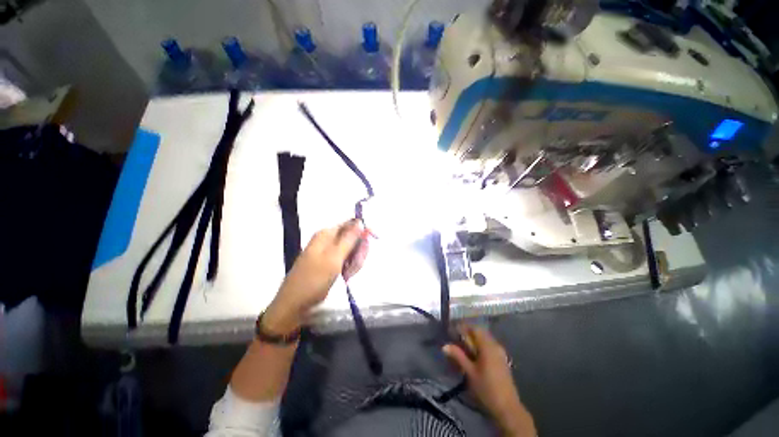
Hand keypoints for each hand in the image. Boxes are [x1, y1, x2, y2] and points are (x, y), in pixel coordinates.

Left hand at [263, 220, 367, 333]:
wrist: (295, 303)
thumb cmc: (314, 279)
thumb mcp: (334, 257)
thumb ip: (349, 239)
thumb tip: (360, 222)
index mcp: (327, 234)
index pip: (351, 224)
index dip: (363, 230)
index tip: (374, 238)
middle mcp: (329, 240)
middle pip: (353, 238)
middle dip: (358, 251)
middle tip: (356, 264)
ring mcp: (330, 252)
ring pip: (352, 251)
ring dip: (355, 262)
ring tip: (348, 274)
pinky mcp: (331, 263)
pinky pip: (347, 260)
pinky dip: (349, 268)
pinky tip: (346, 276)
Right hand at [443, 325, 535, 436]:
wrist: (507, 407)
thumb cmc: (486, 388)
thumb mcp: (470, 372)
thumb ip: (458, 356)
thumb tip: (444, 346)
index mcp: (488, 346)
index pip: (475, 329)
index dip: (463, 327)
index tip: (453, 330)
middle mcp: (495, 346)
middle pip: (481, 333)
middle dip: (468, 334)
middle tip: (457, 339)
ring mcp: (500, 353)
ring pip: (486, 340)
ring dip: (475, 340)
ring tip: (464, 348)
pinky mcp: (502, 360)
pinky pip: (490, 347)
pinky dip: (481, 347)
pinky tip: (475, 356)